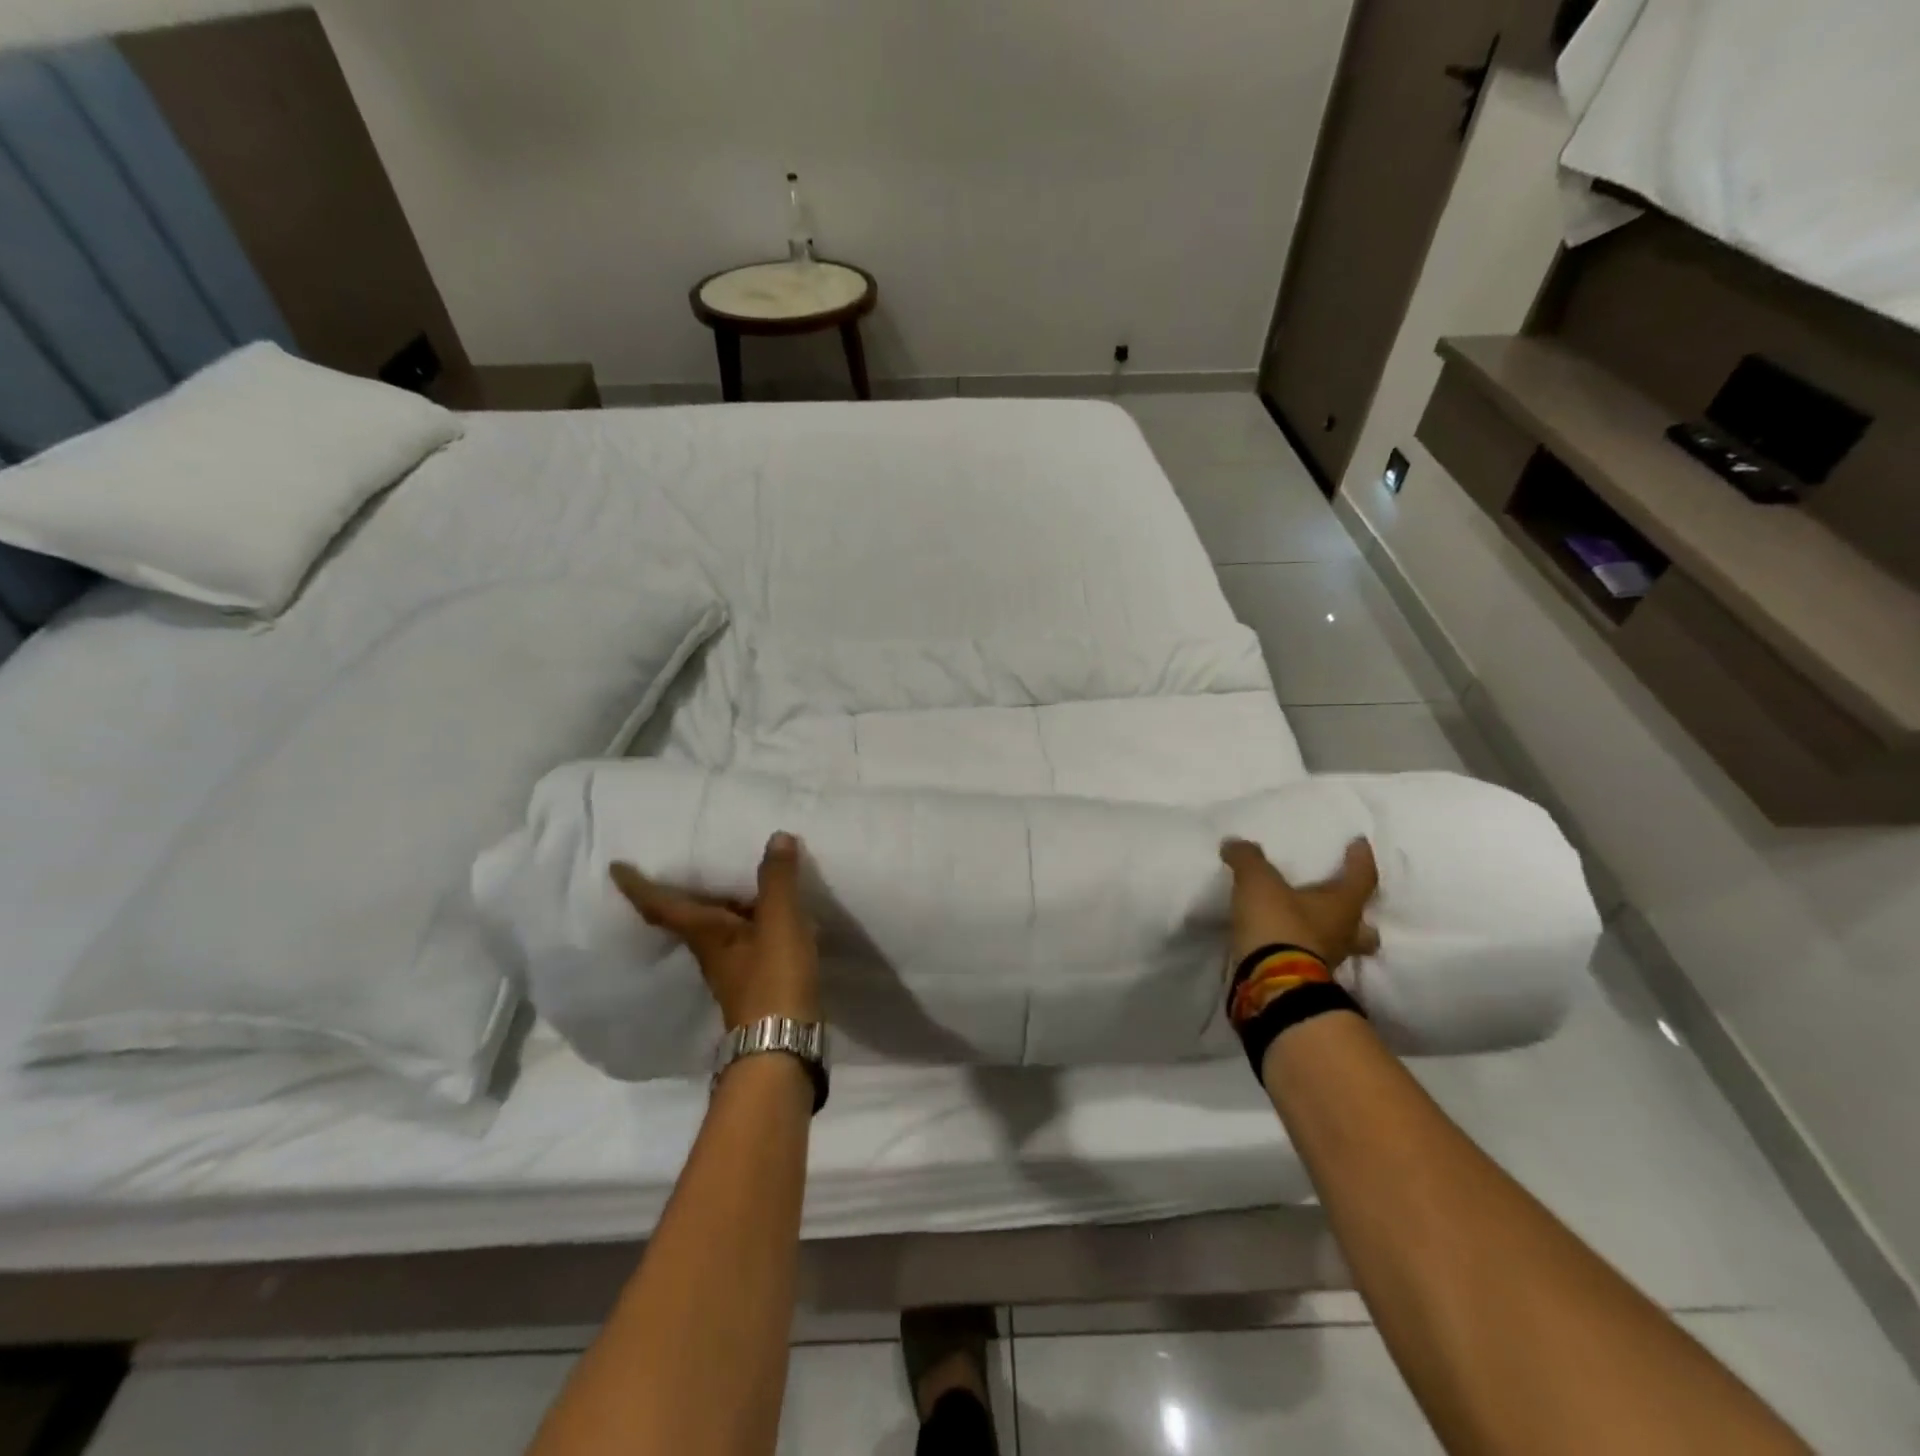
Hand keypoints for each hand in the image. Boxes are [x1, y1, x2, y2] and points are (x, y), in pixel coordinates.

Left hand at [609, 832, 819, 1029]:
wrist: (784, 1042)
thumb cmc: (773, 977)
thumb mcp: (779, 922)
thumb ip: (777, 880)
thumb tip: (776, 837)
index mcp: (705, 933)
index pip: (662, 906)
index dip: (638, 886)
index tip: (616, 868)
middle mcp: (710, 950)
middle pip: (688, 916)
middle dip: (681, 892)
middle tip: (681, 862)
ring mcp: (731, 968)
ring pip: (717, 928)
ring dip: (720, 904)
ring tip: (732, 878)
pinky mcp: (755, 979)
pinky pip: (744, 938)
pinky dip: (750, 919)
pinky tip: (769, 913)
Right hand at [1220, 837, 1380, 970]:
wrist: (1271, 983)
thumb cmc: (1278, 924)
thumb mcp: (1258, 882)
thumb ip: (1248, 859)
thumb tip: (1235, 843)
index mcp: (1343, 906)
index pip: (1362, 877)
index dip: (1361, 859)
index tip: (1359, 843)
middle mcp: (1343, 935)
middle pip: (1364, 927)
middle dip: (1359, 916)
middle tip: (1346, 902)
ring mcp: (1328, 961)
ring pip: (1341, 946)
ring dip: (1331, 936)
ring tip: (1313, 925)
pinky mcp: (1306, 979)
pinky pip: (1312, 958)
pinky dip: (1303, 948)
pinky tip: (1288, 941)